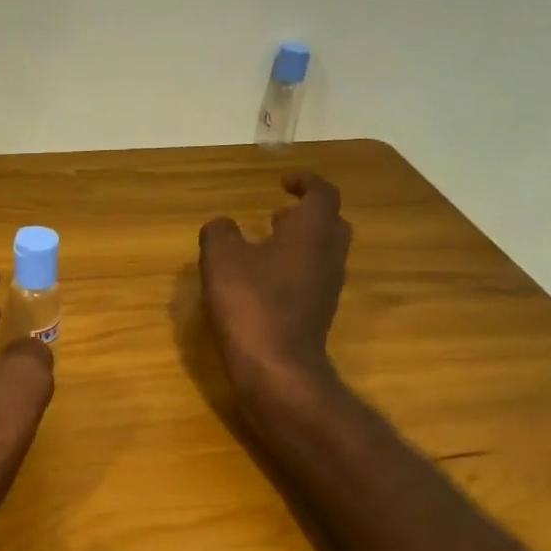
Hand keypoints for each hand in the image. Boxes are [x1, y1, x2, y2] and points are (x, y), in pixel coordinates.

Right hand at [198, 172, 351, 408]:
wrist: (276, 368)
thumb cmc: (251, 303)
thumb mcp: (221, 259)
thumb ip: (220, 232)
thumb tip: (222, 225)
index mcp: (312, 231)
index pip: (323, 193)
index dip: (305, 182)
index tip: (283, 181)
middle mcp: (329, 255)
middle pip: (330, 224)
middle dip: (307, 214)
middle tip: (278, 214)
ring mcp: (328, 288)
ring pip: (323, 254)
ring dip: (300, 244)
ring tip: (266, 246)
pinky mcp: (318, 315)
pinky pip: (312, 281)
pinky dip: (294, 271)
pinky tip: (264, 283)